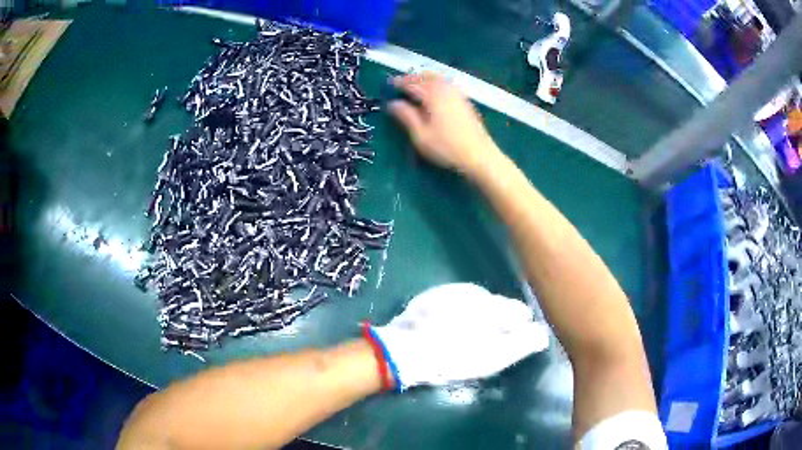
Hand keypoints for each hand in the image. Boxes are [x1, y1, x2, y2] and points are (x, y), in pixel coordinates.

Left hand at [371, 283, 548, 389]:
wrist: (403, 351)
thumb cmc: (453, 358)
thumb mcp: (493, 357)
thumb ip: (522, 343)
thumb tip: (541, 333)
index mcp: (494, 304)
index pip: (519, 312)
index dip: (518, 329)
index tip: (509, 342)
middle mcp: (475, 291)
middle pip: (499, 305)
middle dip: (498, 322)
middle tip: (486, 343)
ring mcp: (452, 291)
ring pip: (477, 303)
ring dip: (478, 317)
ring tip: (465, 338)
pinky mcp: (432, 296)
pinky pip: (455, 303)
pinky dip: (458, 314)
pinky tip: (448, 329)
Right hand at [388, 72, 501, 175]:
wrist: (479, 155)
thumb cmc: (447, 147)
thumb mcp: (421, 135)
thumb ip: (406, 116)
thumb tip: (393, 103)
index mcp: (432, 95)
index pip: (412, 82)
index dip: (398, 82)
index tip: (388, 84)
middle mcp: (445, 89)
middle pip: (426, 76)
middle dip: (412, 78)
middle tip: (400, 84)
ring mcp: (457, 93)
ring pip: (438, 78)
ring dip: (424, 79)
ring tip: (415, 87)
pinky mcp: (465, 100)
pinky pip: (446, 84)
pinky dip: (435, 83)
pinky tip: (433, 94)